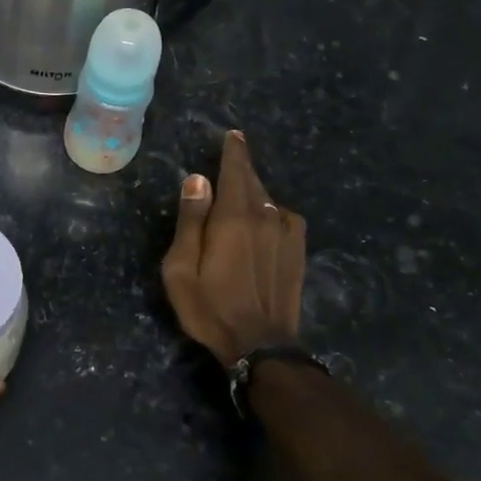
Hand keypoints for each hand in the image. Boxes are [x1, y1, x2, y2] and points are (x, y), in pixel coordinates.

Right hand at [161, 130, 305, 366]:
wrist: (260, 345)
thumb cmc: (210, 307)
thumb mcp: (182, 268)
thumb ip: (190, 220)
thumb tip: (198, 179)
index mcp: (233, 217)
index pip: (235, 171)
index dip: (233, 151)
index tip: (233, 135)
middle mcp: (264, 217)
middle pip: (253, 181)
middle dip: (242, 165)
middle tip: (234, 152)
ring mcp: (286, 234)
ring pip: (269, 198)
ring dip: (255, 189)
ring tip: (242, 190)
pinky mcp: (298, 251)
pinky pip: (285, 217)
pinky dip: (273, 210)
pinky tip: (266, 220)